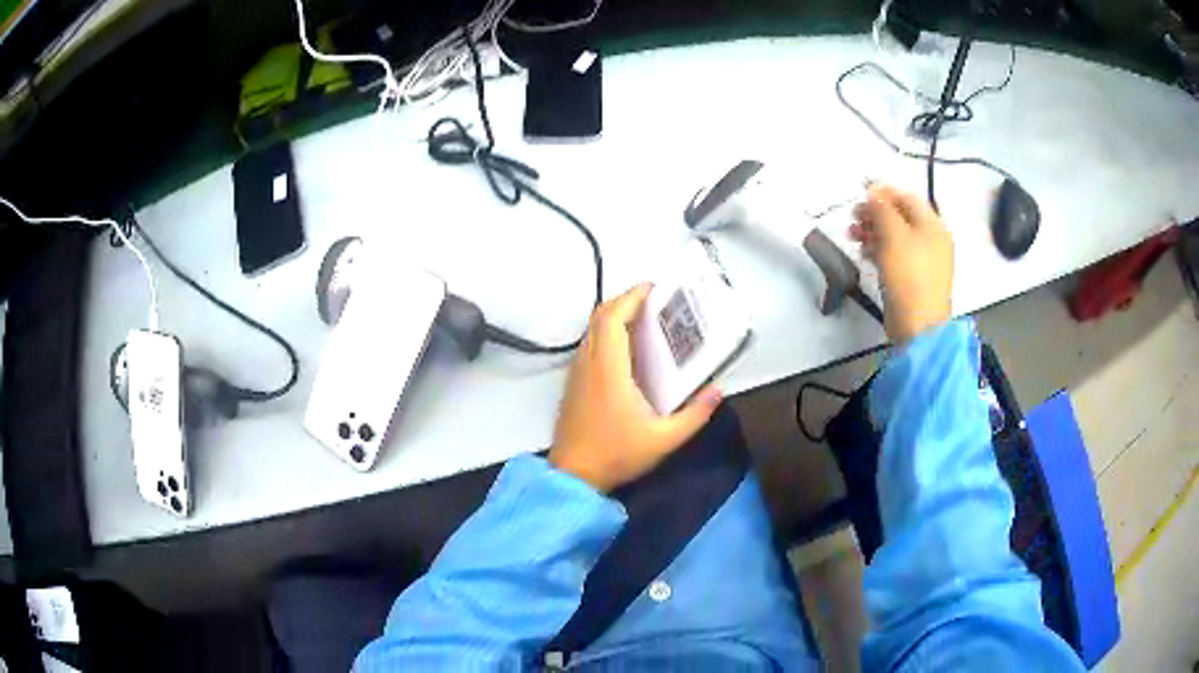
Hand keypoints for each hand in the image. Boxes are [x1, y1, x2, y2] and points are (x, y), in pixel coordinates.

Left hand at [549, 284, 722, 491]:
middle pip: (599, 317)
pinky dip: (605, 334)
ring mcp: (576, 373)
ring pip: (591, 330)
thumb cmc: (616, 455)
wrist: (573, 476)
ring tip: (642, 319)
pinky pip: (588, 345)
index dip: (631, 297)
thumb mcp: (664, 440)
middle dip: (624, 301)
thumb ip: (694, 416)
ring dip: (613, 316)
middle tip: (652, 301)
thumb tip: (717, 391)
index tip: (652, 288)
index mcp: (609, 369)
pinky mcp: (573, 384)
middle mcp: (588, 363)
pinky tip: (625, 349)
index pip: (613, 318)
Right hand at [850, 185, 953, 344]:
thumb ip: (882, 209)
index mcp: (933, 225)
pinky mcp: (913, 279)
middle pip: (901, 216)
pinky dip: (879, 250)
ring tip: (852, 235)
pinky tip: (864, 254)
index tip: (860, 195)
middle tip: (853, 217)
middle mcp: (932, 239)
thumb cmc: (909, 275)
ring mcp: (924, 261)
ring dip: (873, 232)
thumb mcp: (894, 234)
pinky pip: (896, 256)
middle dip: (875, 213)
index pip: (907, 197)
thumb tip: (873, 195)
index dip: (884, 193)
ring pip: (896, 236)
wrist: (918, 326)